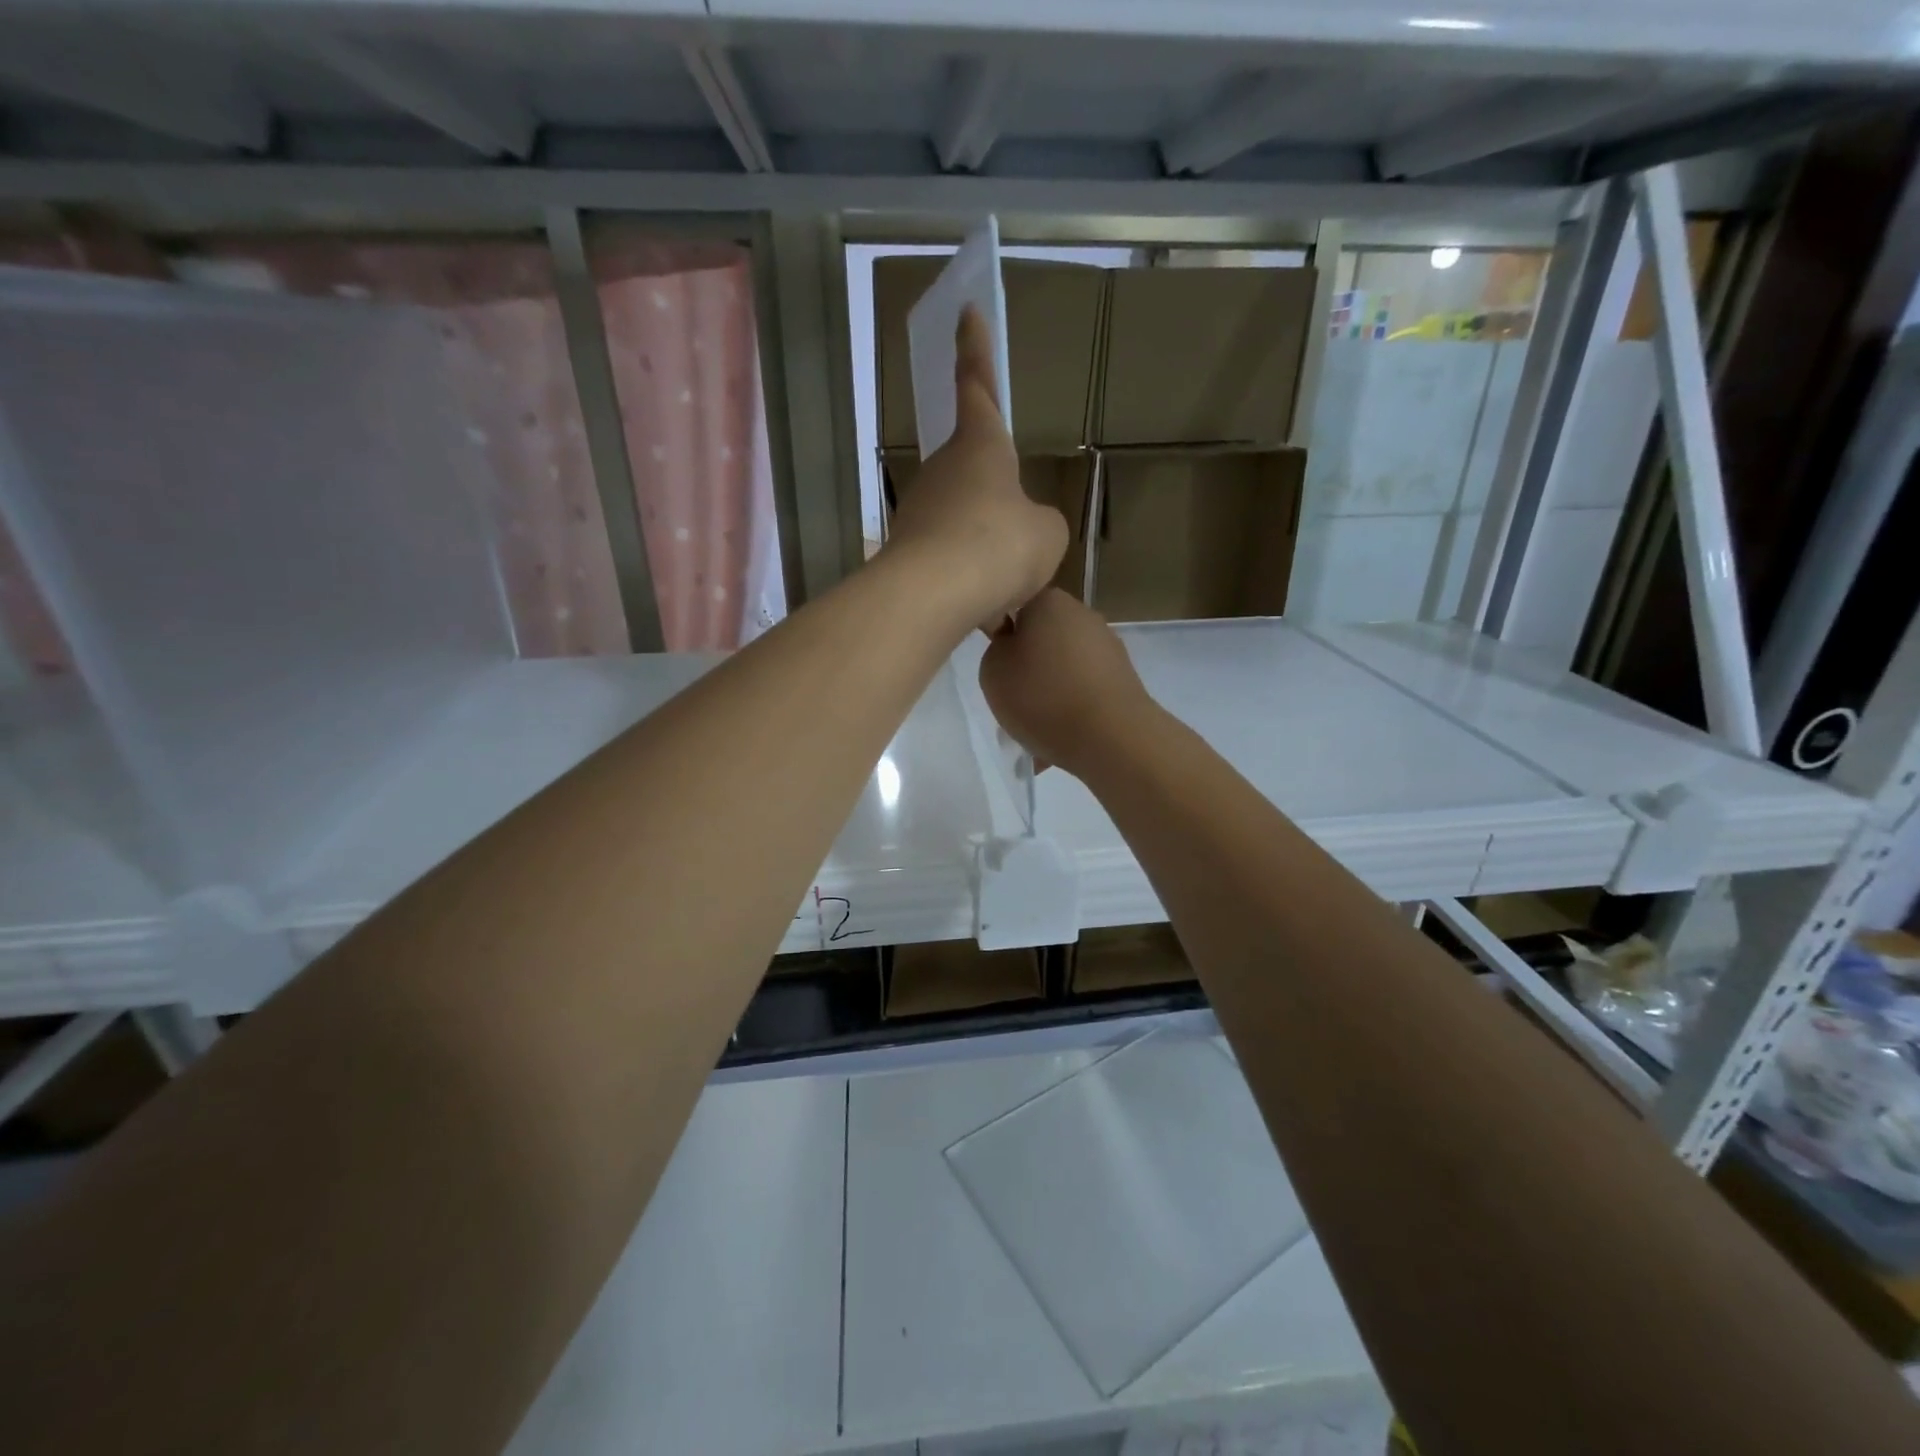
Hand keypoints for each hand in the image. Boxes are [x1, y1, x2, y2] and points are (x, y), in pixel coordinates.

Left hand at [885, 306, 1067, 631]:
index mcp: (980, 446)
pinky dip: (969, 579)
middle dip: (994, 494)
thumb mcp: (1047, 533)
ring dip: (983, 545)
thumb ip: (1039, 523)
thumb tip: (1020, 531)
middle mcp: (943, 470)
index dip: (975, 350)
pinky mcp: (906, 552)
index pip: (979, 385)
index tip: (965, 312)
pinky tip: (983, 608)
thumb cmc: (1000, 545)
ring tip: (1007, 583)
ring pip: (962, 520)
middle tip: (1016, 531)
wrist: (934, 595)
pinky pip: (949, 560)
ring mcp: (919, 510)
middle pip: (971, 468)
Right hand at [979, 589, 1155, 776]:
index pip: (1016, 606)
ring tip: (1037, 728)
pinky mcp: (1124, 678)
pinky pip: (1084, 691)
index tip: (998, 665)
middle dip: (1029, 667)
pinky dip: (1071, 709)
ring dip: (1050, 692)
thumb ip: (997, 649)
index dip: (1002, 635)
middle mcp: (1083, 615)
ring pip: (1064, 669)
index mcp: (1049, 601)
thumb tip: (1013, 648)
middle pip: (1043, 639)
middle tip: (1013, 699)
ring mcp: (1108, 647)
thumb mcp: (992, 670)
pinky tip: (1061, 737)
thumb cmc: (1041, 696)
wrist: (1109, 737)